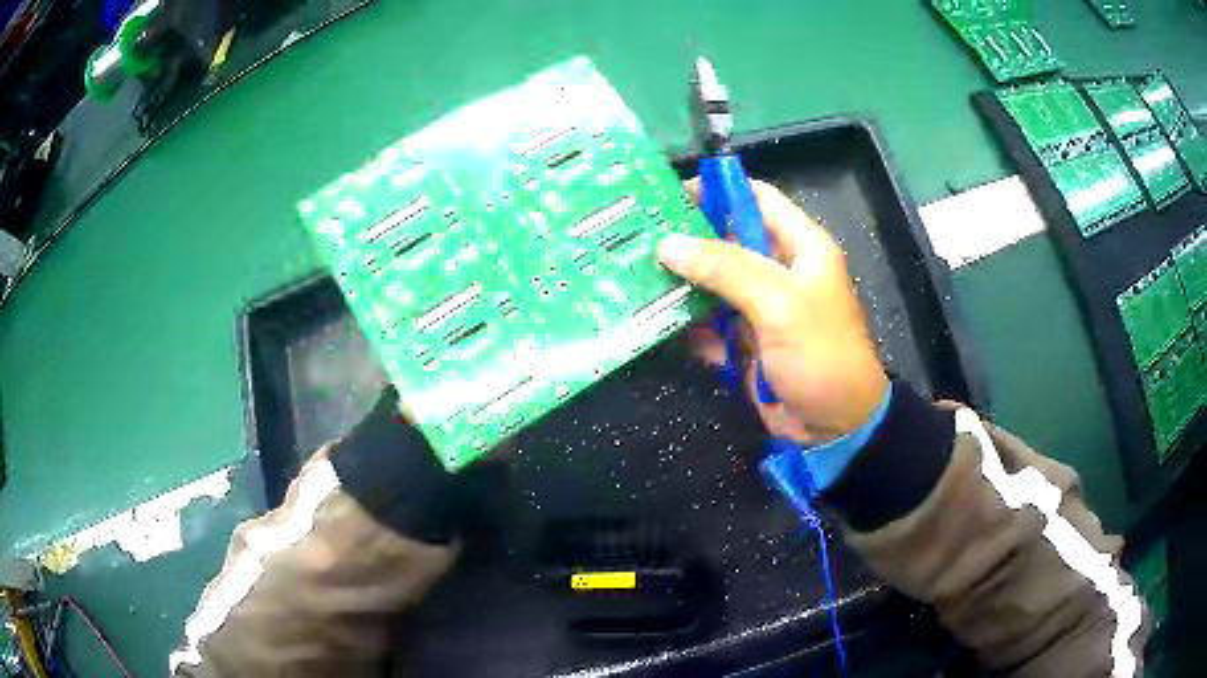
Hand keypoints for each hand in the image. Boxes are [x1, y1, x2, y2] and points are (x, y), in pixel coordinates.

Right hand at [657, 179, 888, 442]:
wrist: (835, 427)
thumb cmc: (820, 354)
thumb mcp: (779, 303)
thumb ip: (726, 269)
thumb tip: (668, 244)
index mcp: (800, 247)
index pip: (756, 198)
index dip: (718, 190)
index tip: (670, 197)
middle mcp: (779, 271)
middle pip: (727, 240)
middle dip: (687, 239)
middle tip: (638, 238)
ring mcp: (760, 309)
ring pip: (713, 283)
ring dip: (680, 282)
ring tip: (632, 274)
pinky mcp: (745, 342)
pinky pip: (709, 323)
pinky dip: (685, 322)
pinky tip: (651, 319)